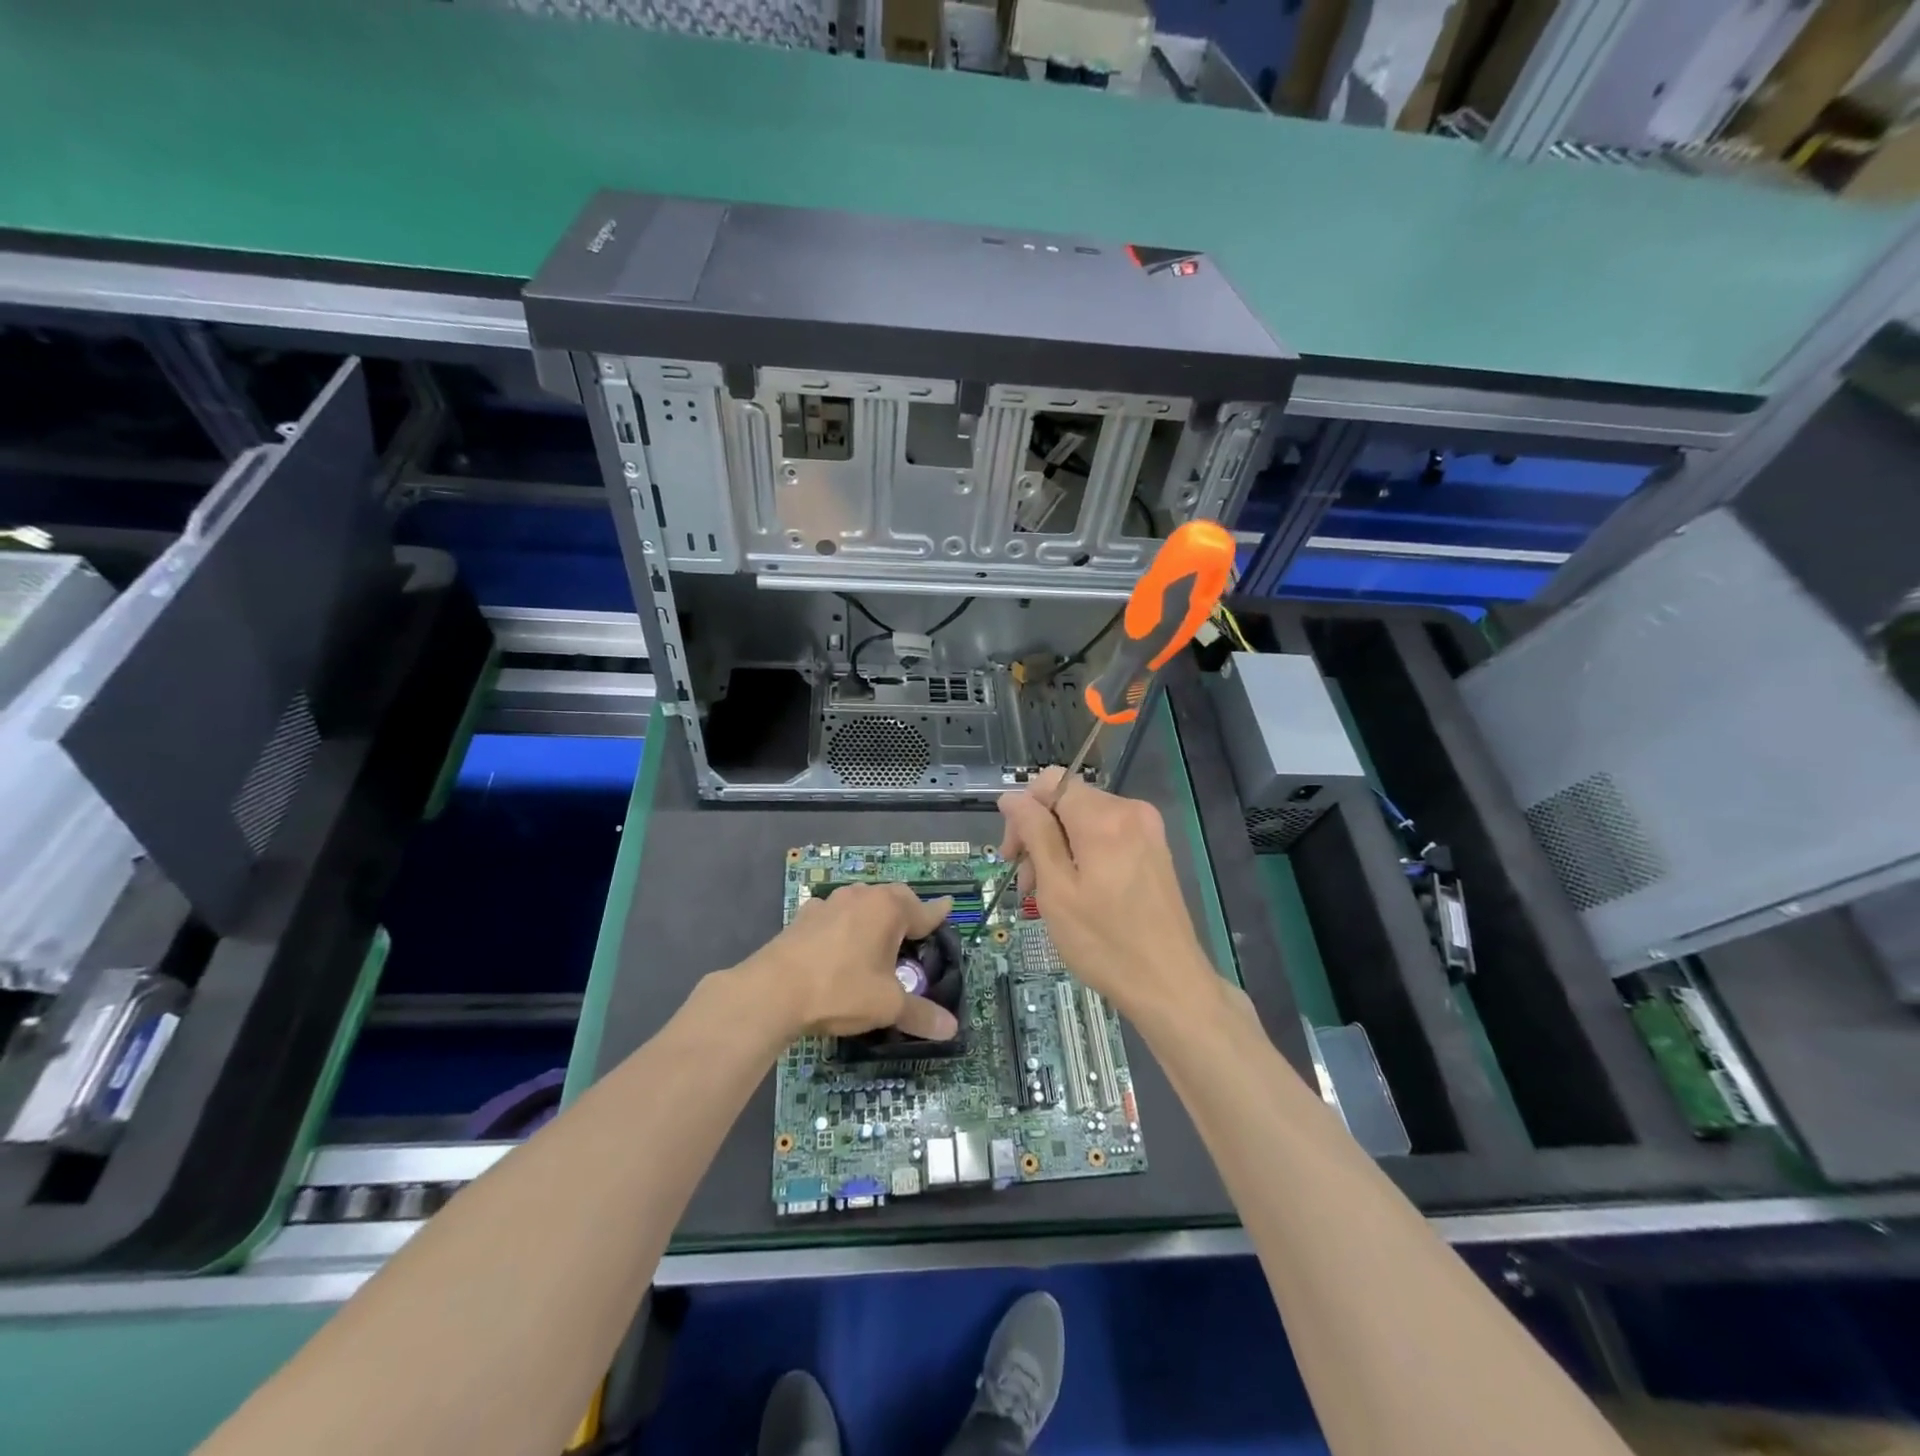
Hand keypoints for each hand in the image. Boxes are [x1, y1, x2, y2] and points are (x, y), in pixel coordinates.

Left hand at [741, 882, 959, 1040]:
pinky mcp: (804, 916)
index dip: (938, 914)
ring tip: (879, 936)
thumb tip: (952, 1029)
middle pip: (893, 898)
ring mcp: (830, 903)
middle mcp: (862, 896)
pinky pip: (835, 914)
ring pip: (862, 902)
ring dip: (874, 915)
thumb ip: (920, 1014)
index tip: (949, 906)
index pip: (923, 910)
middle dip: (907, 911)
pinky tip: (840, 942)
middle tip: (916, 929)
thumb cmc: (840, 990)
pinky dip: (844, 923)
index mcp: (888, 909)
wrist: (773, 991)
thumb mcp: (887, 1005)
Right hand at [998, 768, 1219, 1023]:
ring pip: (1084, 820)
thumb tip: (1011, 798)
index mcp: (1104, 817)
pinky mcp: (1154, 849)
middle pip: (1067, 801)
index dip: (1024, 811)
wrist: (1169, 984)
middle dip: (1039, 834)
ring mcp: (1147, 829)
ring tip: (1047, 895)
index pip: (1050, 782)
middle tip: (1027, 884)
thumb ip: (1034, 834)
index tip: (1013, 854)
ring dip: (1058, 849)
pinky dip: (1083, 855)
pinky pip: (1106, 835)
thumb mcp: (1056, 889)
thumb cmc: (1104, 943)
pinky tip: (1076, 892)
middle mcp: (1130, 811)